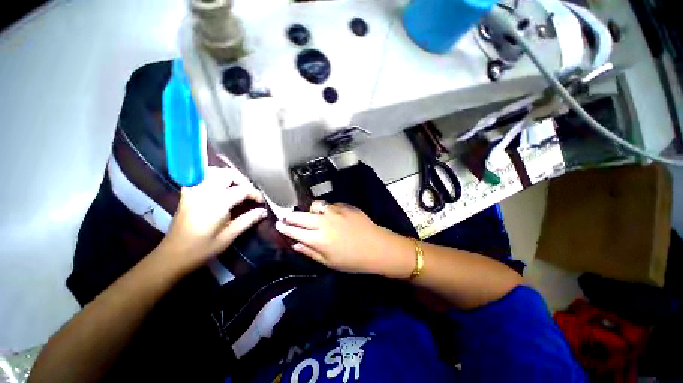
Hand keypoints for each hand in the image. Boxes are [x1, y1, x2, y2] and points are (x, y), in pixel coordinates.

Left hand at [157, 166, 266, 271]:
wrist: (173, 256)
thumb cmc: (202, 249)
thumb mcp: (229, 236)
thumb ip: (248, 220)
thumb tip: (263, 211)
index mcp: (217, 203)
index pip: (242, 190)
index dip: (255, 194)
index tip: (261, 202)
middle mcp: (205, 192)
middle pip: (228, 174)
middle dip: (243, 181)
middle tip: (250, 193)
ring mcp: (193, 191)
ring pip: (214, 171)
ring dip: (229, 176)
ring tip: (237, 187)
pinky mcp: (187, 194)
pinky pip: (200, 177)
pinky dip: (212, 176)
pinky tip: (218, 185)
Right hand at [275, 202, 413, 277]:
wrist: (376, 246)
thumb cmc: (352, 260)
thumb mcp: (328, 262)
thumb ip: (309, 251)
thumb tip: (295, 244)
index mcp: (318, 239)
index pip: (295, 231)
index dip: (284, 227)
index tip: (278, 224)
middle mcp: (323, 222)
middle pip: (301, 216)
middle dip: (291, 216)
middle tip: (287, 217)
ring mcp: (334, 212)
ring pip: (315, 206)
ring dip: (310, 211)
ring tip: (312, 215)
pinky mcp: (344, 206)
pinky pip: (330, 205)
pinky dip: (326, 209)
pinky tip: (330, 214)